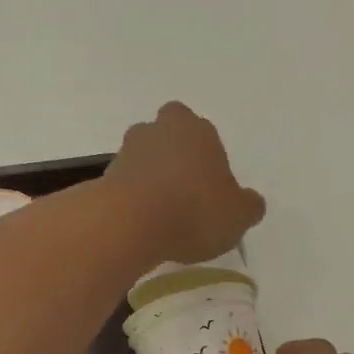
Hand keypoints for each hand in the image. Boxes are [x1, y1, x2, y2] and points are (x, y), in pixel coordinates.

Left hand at [106, 103, 265, 265]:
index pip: (204, 133)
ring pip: (143, 158)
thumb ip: (248, 206)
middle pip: (167, 136)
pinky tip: (140, 224)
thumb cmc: (193, 211)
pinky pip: (124, 184)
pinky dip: (132, 198)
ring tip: (161, 214)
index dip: (207, 158)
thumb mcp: (238, 216)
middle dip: (173, 157)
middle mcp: (159, 130)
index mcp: (197, 129)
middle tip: (183, 191)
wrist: (129, 224)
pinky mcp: (103, 176)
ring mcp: (127, 151)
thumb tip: (250, 202)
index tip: (210, 187)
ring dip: (150, 178)